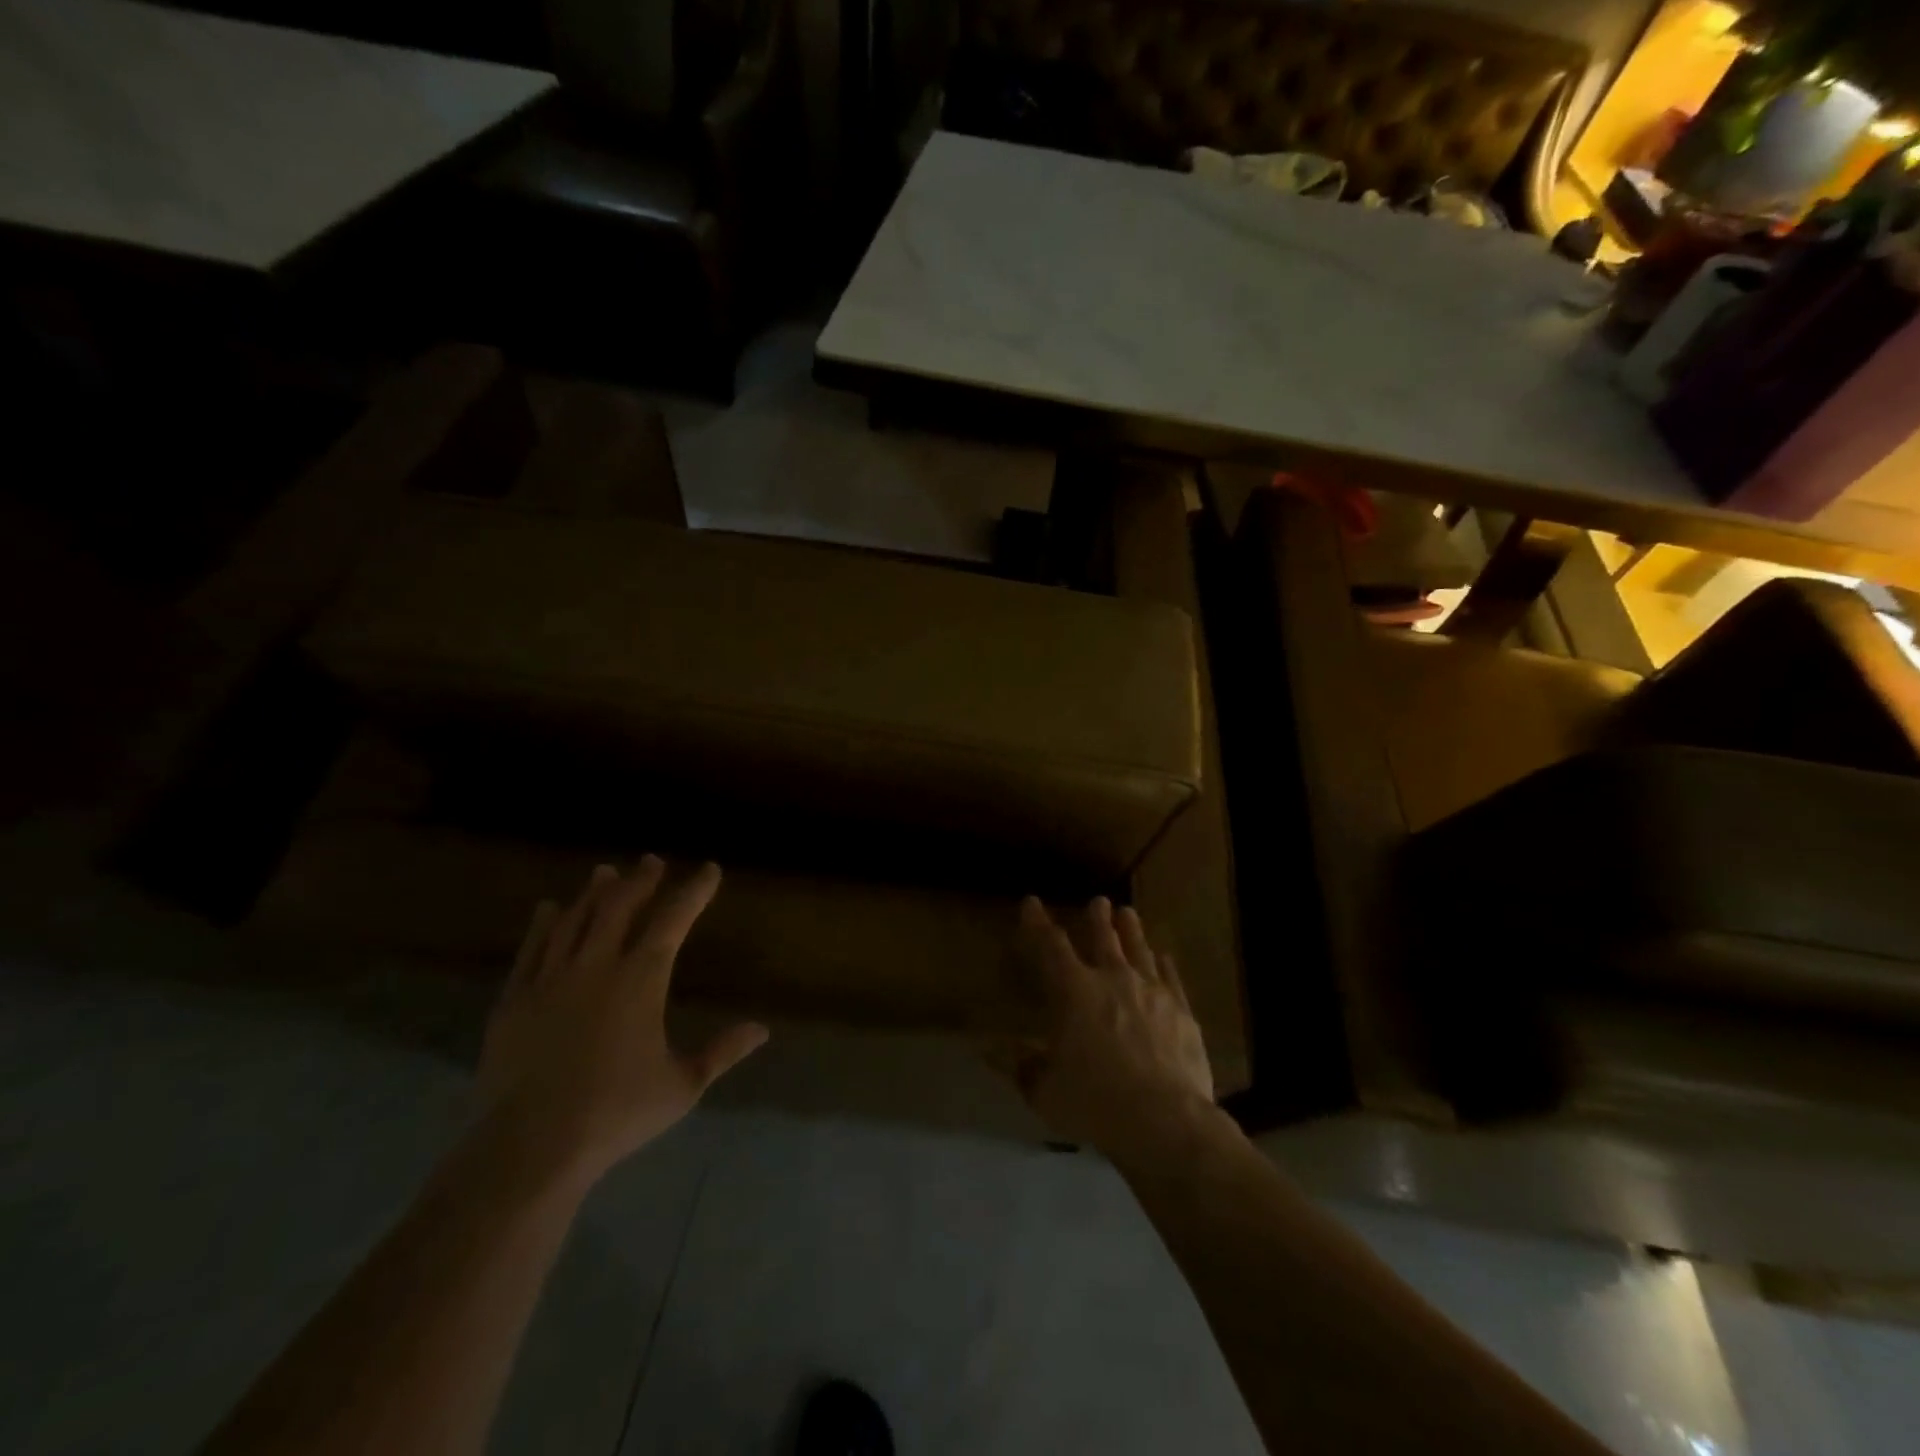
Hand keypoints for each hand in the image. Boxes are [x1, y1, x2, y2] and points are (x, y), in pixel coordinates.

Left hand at [477, 858, 768, 1188]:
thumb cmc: (615, 1114)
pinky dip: (543, 925)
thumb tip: (762, 1029)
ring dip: (594, 893)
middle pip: (620, 907)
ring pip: (575, 920)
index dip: (693, 891)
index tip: (709, 870)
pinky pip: (531, 949)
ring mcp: (550, 980)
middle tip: (652, 861)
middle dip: (640, 880)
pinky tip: (549, 908)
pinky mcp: (514, 1000)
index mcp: (641, 980)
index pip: (673, 920)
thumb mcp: (682, 1086)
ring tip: (606, 872)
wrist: (529, 1147)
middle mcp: (596, 967)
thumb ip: (722, 1052)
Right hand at [993, 896, 1214, 1160]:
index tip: (1031, 903)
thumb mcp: (1044, 1090)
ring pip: (1139, 950)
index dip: (1038, 923)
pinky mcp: (1181, 1011)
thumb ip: (1019, 1065)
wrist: (1164, 1120)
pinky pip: (1171, 978)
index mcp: (1074, 992)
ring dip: (1132, 931)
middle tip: (1098, 901)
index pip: (1050, 946)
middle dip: (1098, 918)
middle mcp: (1113, 979)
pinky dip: (1165, 965)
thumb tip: (987, 1049)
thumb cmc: (1094, 1102)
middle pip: (1104, 939)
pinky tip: (1164, 956)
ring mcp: (1151, 992)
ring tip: (1128, 913)